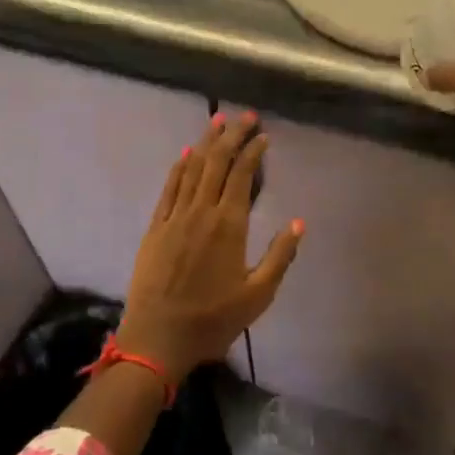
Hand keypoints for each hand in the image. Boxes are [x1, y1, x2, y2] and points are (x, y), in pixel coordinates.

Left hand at [117, 113, 303, 384]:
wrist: (156, 339)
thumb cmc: (212, 320)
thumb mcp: (258, 295)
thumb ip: (280, 256)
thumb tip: (299, 222)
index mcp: (229, 225)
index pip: (241, 175)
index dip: (253, 151)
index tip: (263, 135)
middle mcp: (201, 212)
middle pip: (217, 162)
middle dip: (232, 136)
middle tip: (245, 116)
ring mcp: (175, 216)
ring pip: (192, 168)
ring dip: (206, 142)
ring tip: (218, 121)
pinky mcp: (155, 227)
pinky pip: (169, 187)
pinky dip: (179, 166)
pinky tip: (185, 153)